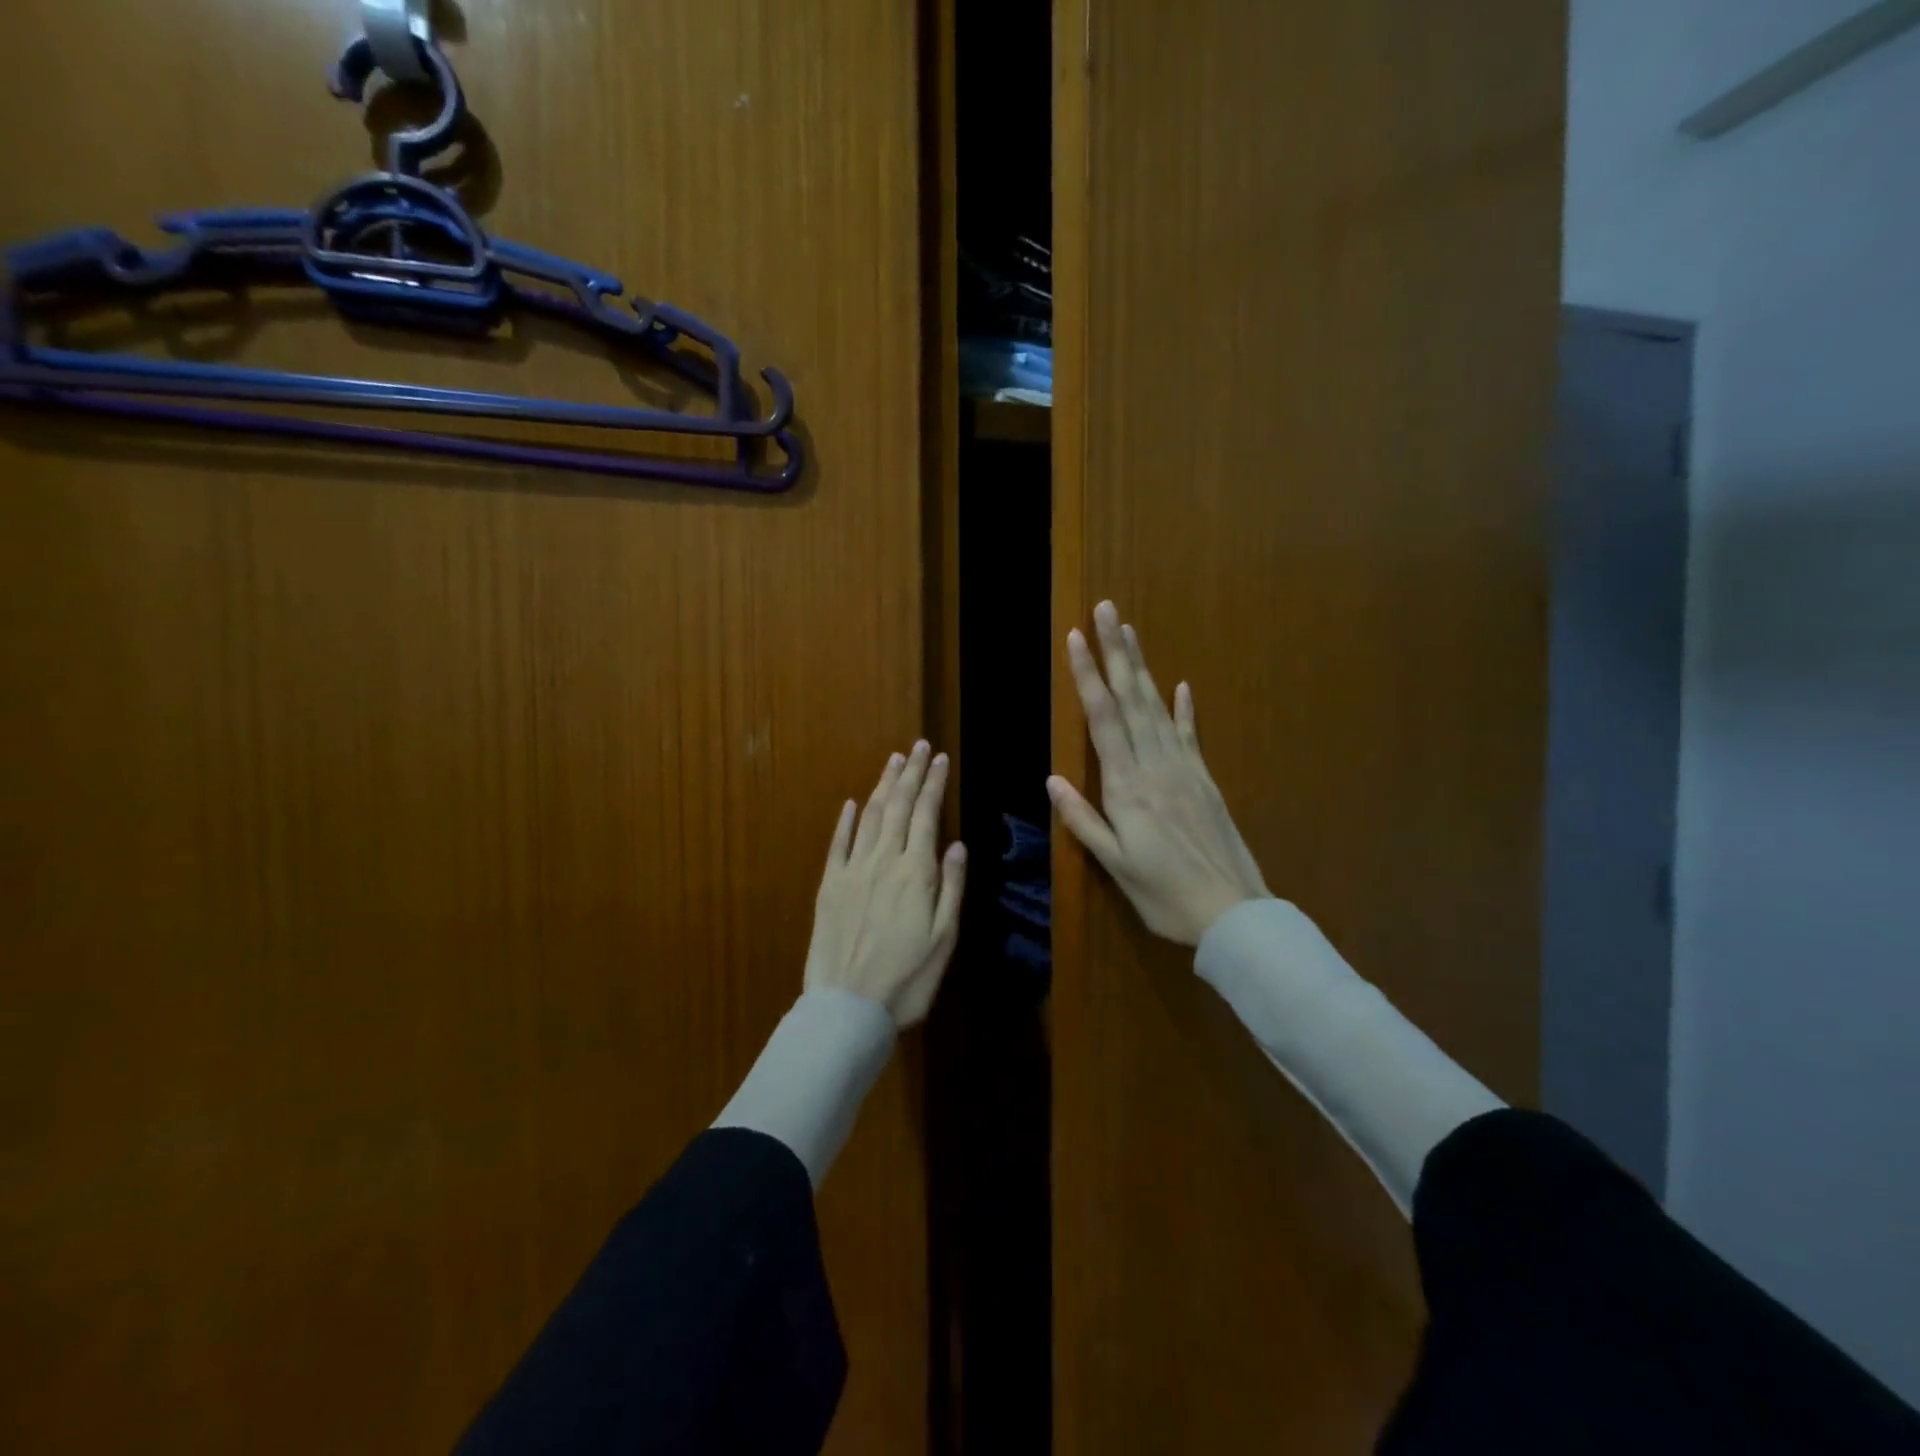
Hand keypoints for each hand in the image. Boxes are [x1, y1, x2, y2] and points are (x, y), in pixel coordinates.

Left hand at [805, 741, 967, 1026]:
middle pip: (898, 807)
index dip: (934, 784)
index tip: (940, 759)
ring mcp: (852, 871)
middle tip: (918, 747)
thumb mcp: (944, 939)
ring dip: (883, 786)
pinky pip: (838, 844)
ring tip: (893, 761)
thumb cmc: (907, 979)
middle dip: (910, 774)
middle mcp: (883, 861)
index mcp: (915, 873)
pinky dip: (846, 821)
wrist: (847, 1007)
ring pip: (870, 817)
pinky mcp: (828, 886)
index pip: (927, 815)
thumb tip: (957, 844)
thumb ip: (951, 887)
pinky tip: (852, 804)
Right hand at [1048, 601, 1268, 945]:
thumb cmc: (1164, 894)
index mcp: (1128, 787)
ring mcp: (1185, 769)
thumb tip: (1053, 779)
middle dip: (1116, 653)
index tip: (1076, 639)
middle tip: (1106, 611)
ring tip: (1130, 634)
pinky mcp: (1205, 780)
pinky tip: (1181, 686)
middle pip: (1132, 699)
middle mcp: (1156, 766)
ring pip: (1159, 708)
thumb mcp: (1115, 866)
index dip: (1088, 676)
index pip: (1103, 719)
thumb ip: (1083, 820)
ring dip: (1143, 668)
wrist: (1233, 912)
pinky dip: (1184, 709)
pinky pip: (1191, 735)